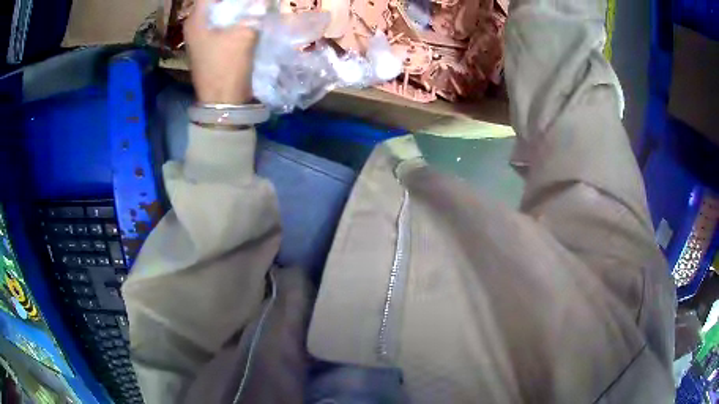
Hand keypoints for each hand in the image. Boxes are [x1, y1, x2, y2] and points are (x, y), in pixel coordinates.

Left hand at [184, 0, 257, 103]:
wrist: (223, 100)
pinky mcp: (208, 45)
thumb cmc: (228, 64)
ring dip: (234, 8)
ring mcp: (200, 36)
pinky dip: (233, 18)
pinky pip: (221, 23)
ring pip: (218, 12)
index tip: (243, 0)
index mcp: (196, 19)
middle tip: (250, 3)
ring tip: (252, 8)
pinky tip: (247, 18)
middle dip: (231, 2)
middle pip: (213, 2)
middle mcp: (194, 25)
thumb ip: (254, 11)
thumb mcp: (244, 32)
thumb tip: (261, 2)